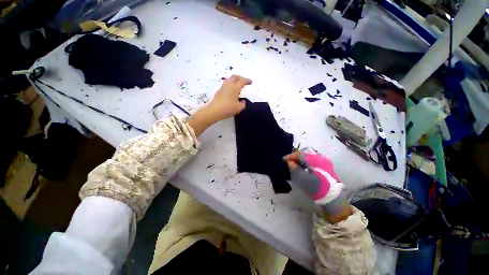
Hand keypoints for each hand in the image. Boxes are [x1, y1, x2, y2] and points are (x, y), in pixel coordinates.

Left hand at [188, 75, 251, 136]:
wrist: (215, 110)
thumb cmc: (228, 108)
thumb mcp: (239, 108)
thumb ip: (243, 104)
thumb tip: (242, 101)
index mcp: (235, 87)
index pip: (242, 81)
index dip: (247, 81)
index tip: (251, 82)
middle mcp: (229, 84)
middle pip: (235, 76)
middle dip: (240, 78)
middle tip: (244, 81)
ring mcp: (223, 87)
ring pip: (230, 79)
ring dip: (234, 81)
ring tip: (238, 85)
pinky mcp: (219, 91)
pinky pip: (226, 84)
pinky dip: (231, 85)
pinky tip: (232, 91)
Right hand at [284, 148, 351, 222]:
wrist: (333, 197)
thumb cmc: (316, 189)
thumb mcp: (302, 179)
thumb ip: (295, 169)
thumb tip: (289, 162)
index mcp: (314, 160)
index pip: (300, 154)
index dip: (291, 156)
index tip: (284, 159)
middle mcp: (320, 157)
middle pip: (305, 152)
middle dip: (296, 155)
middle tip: (290, 160)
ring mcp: (324, 160)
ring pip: (310, 154)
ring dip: (301, 157)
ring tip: (296, 163)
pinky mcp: (326, 164)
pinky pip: (314, 158)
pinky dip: (307, 159)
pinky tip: (304, 165)